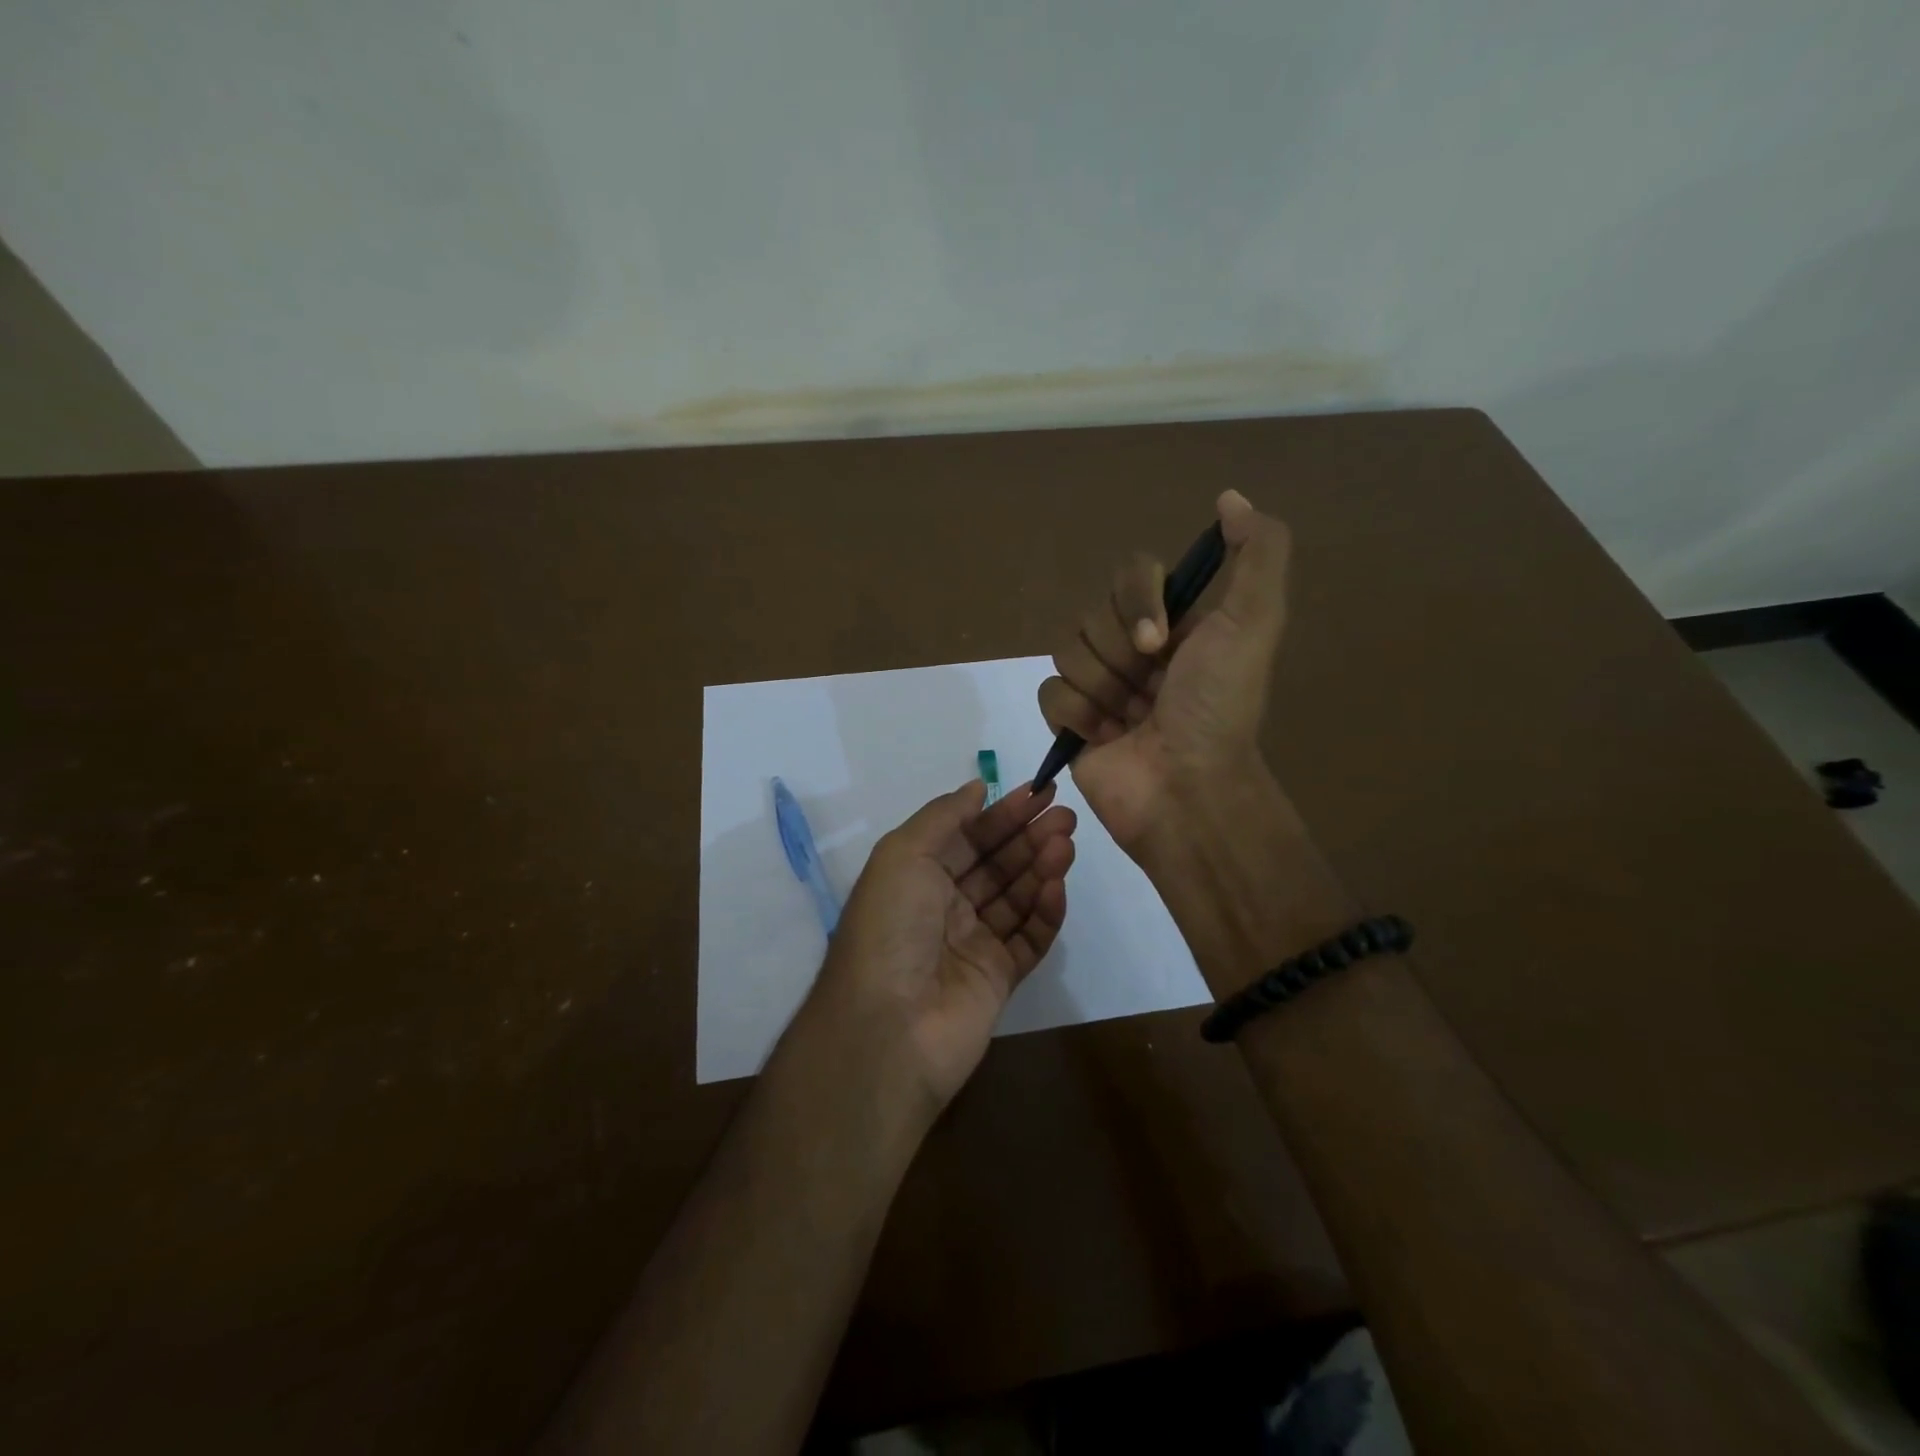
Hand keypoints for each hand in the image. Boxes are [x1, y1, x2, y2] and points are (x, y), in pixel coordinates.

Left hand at [804, 780, 1075, 1109]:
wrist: (890, 1027)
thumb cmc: (891, 927)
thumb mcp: (904, 854)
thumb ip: (944, 816)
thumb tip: (977, 788)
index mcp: (916, 876)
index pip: (967, 836)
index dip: (1002, 813)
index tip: (1040, 791)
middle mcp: (944, 905)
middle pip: (996, 863)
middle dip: (1028, 835)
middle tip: (1066, 815)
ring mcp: (972, 942)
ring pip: (1016, 896)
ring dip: (1041, 866)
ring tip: (1067, 842)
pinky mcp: (999, 977)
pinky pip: (1029, 938)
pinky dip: (1045, 912)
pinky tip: (1058, 886)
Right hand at [1038, 490, 1290, 849]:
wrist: (1186, 788)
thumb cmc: (1218, 707)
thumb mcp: (1255, 623)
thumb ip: (1258, 553)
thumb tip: (1230, 498)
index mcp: (1174, 623)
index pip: (1129, 575)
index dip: (1136, 600)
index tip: (1160, 640)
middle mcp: (1135, 648)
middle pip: (1092, 614)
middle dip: (1121, 654)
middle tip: (1151, 688)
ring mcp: (1100, 685)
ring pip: (1066, 651)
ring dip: (1102, 687)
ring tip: (1131, 719)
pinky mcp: (1071, 721)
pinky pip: (1049, 692)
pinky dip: (1077, 715)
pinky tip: (1104, 737)